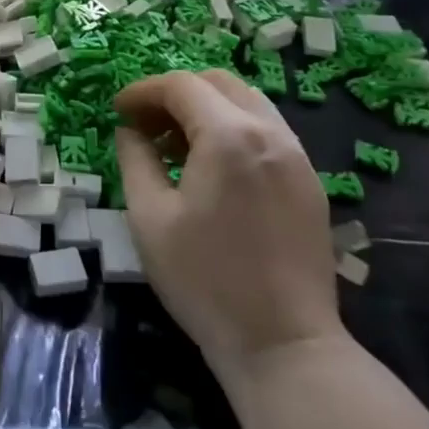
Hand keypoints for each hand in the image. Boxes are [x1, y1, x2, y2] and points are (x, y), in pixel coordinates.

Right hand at [115, 70, 342, 376]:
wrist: (284, 345)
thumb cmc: (205, 281)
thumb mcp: (149, 217)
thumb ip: (135, 159)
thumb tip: (131, 130)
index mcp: (229, 137)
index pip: (180, 86)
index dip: (142, 91)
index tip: (117, 110)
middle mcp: (270, 133)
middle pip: (218, 83)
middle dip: (175, 93)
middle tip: (145, 123)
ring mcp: (298, 156)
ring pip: (247, 102)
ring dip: (206, 108)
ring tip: (175, 143)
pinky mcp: (310, 182)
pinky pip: (267, 130)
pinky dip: (233, 128)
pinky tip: (212, 166)